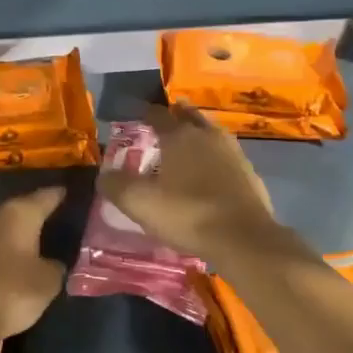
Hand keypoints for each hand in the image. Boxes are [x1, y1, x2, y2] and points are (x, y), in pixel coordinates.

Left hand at [0, 188, 67, 352]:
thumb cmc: (9, 292)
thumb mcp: (47, 282)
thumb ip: (55, 267)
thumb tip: (52, 263)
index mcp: (19, 213)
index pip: (47, 196)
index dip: (61, 196)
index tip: (71, 194)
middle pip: (21, 209)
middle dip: (36, 216)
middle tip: (55, 224)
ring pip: (1, 226)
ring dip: (14, 234)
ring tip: (33, 244)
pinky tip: (9, 261)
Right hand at [99, 105, 279, 263]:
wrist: (243, 238)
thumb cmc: (187, 214)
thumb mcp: (140, 203)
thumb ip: (116, 185)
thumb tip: (104, 175)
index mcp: (179, 136)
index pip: (158, 114)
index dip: (145, 113)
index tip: (136, 115)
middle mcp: (207, 135)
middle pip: (189, 116)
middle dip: (176, 116)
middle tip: (164, 123)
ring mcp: (233, 152)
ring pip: (211, 134)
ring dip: (197, 135)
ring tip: (186, 146)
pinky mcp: (249, 173)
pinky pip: (226, 156)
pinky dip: (214, 158)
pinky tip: (209, 173)